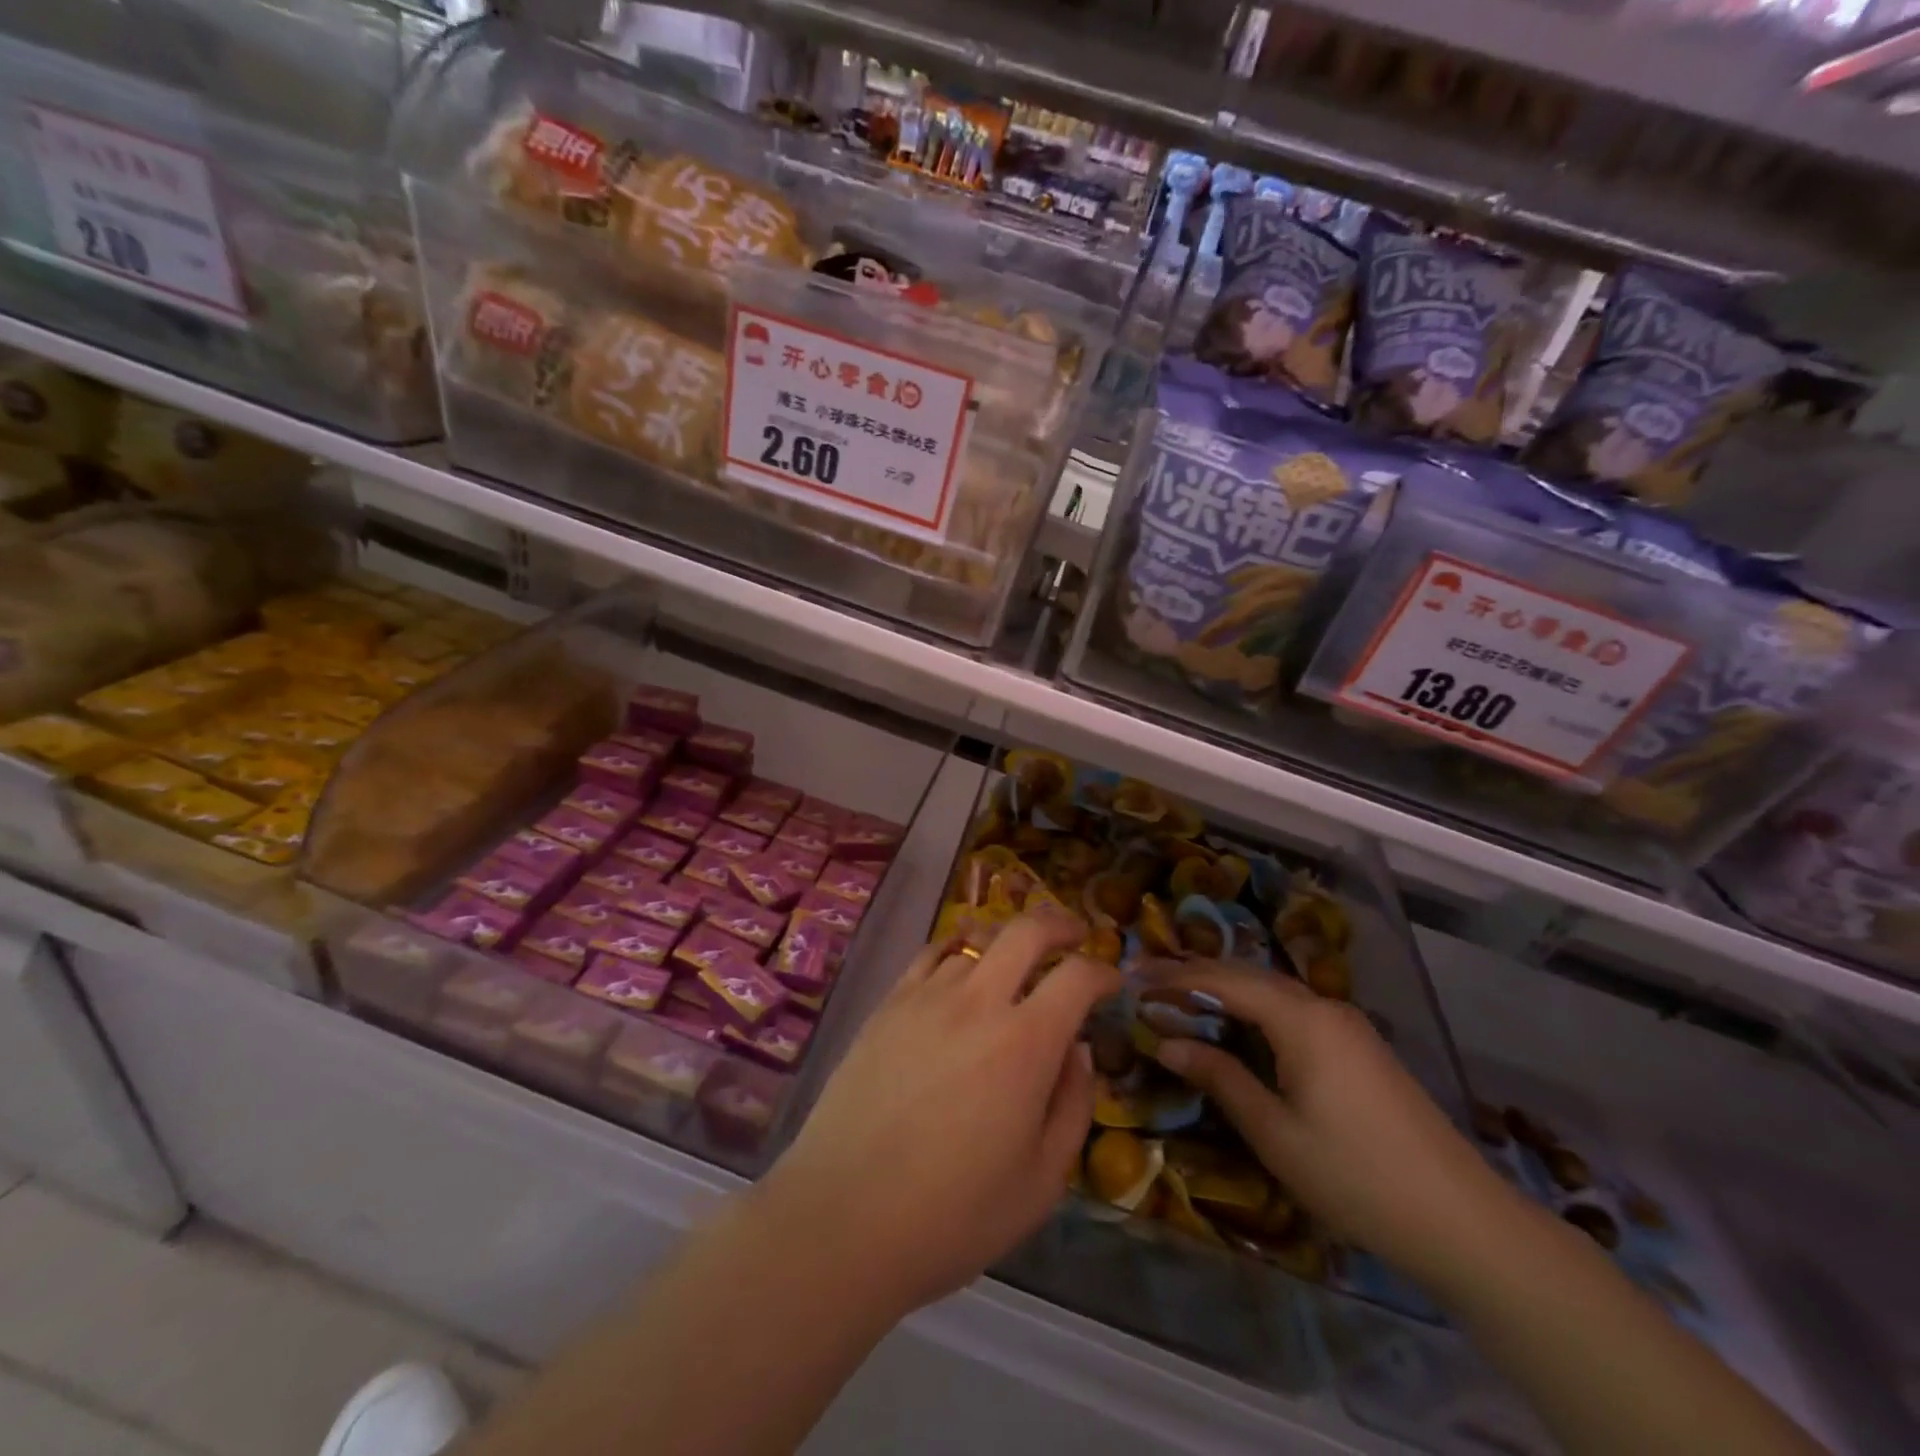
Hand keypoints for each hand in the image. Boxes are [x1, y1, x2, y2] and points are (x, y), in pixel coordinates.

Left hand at [758, 908, 1120, 1320]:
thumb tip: (1077, 1050)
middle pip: (1026, 931)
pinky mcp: (886, 1006)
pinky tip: (957, 970)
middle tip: (1074, 934)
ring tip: (1012, 972)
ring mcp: (925, 998)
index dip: (1103, 971)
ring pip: (976, 944)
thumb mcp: (1042, 1181)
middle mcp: (977, 1003)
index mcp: (1025, 1044)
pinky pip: (929, 956)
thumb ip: (1073, 1105)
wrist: (843, 1219)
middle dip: (1060, 924)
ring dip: (1005, 950)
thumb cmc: (954, 1215)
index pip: (1077, 977)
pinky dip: (954, 952)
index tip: (1112, 982)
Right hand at [1144, 959, 1515, 1290]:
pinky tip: (1235, 1022)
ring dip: (1224, 989)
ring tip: (1179, 994)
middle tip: (1146, 978)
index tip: (1132, 977)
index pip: (1224, 981)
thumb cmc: (1356, 1176)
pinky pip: (1292, 1009)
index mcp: (1301, 1018)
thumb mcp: (1275, 1132)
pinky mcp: (1358, 1046)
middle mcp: (1323, 1006)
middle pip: (1248, 975)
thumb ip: (1219, 1078)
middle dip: (1195, 974)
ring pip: (1271, 990)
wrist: (1463, 1221)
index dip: (1175, 977)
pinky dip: (1252, 1007)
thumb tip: (1166, 1041)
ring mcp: (1346, 1025)